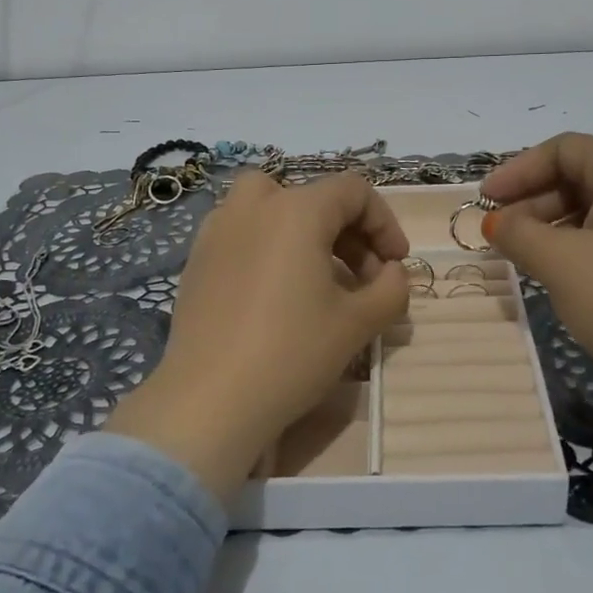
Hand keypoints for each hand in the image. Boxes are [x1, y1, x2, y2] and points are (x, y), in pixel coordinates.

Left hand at [106, 172, 410, 503]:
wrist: (210, 401)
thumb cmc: (292, 353)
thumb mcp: (359, 322)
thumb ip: (391, 287)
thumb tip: (392, 272)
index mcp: (296, 210)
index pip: (354, 191)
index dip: (385, 223)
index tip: (395, 265)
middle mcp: (252, 206)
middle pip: (314, 197)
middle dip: (349, 232)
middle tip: (364, 279)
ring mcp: (216, 231)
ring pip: (273, 209)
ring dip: (307, 234)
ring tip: (321, 282)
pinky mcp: (196, 260)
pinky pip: (244, 235)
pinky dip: (270, 248)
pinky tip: (277, 295)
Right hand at [482, 134, 592, 460]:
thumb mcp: (561, 262)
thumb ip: (518, 233)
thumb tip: (495, 222)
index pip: (563, 149)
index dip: (517, 171)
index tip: (485, 201)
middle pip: (580, 176)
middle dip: (532, 202)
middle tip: (500, 234)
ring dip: (553, 227)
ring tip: (525, 258)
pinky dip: (580, 246)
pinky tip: (563, 276)